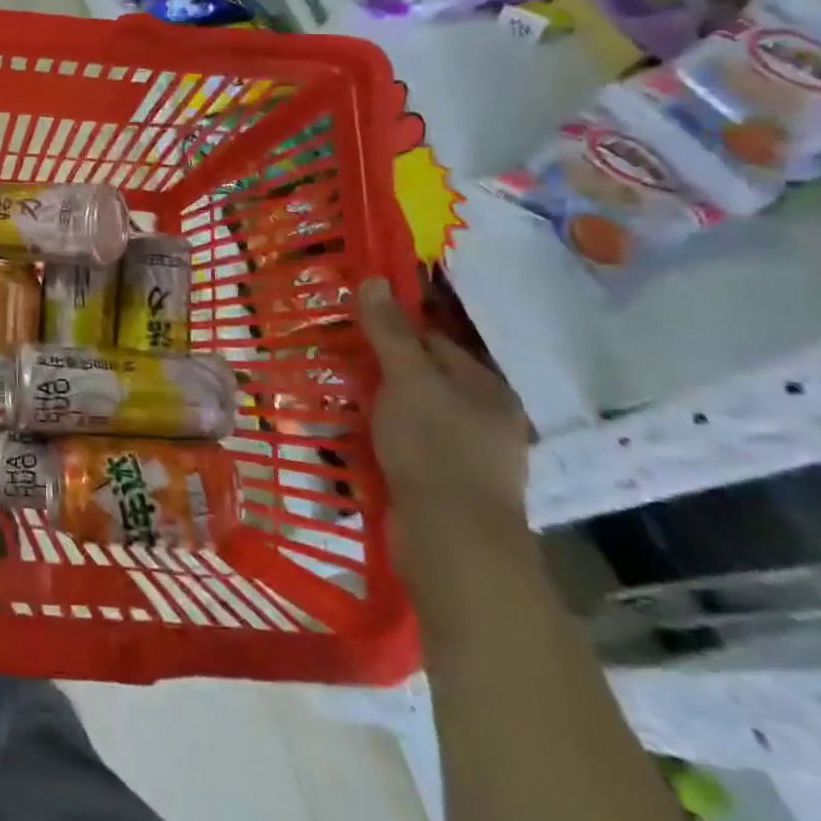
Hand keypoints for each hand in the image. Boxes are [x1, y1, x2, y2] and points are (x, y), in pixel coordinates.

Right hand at [358, 277, 531, 549]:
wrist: (452, 540)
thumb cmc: (435, 447)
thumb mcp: (407, 379)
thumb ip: (390, 332)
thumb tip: (374, 280)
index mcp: (486, 387)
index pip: (434, 341)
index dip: (393, 329)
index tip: (350, 326)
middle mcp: (483, 418)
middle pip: (422, 379)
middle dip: (379, 371)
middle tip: (335, 362)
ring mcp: (465, 456)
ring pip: (410, 415)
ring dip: (375, 408)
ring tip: (334, 400)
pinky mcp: (443, 487)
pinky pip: (405, 449)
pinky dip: (379, 441)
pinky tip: (350, 441)